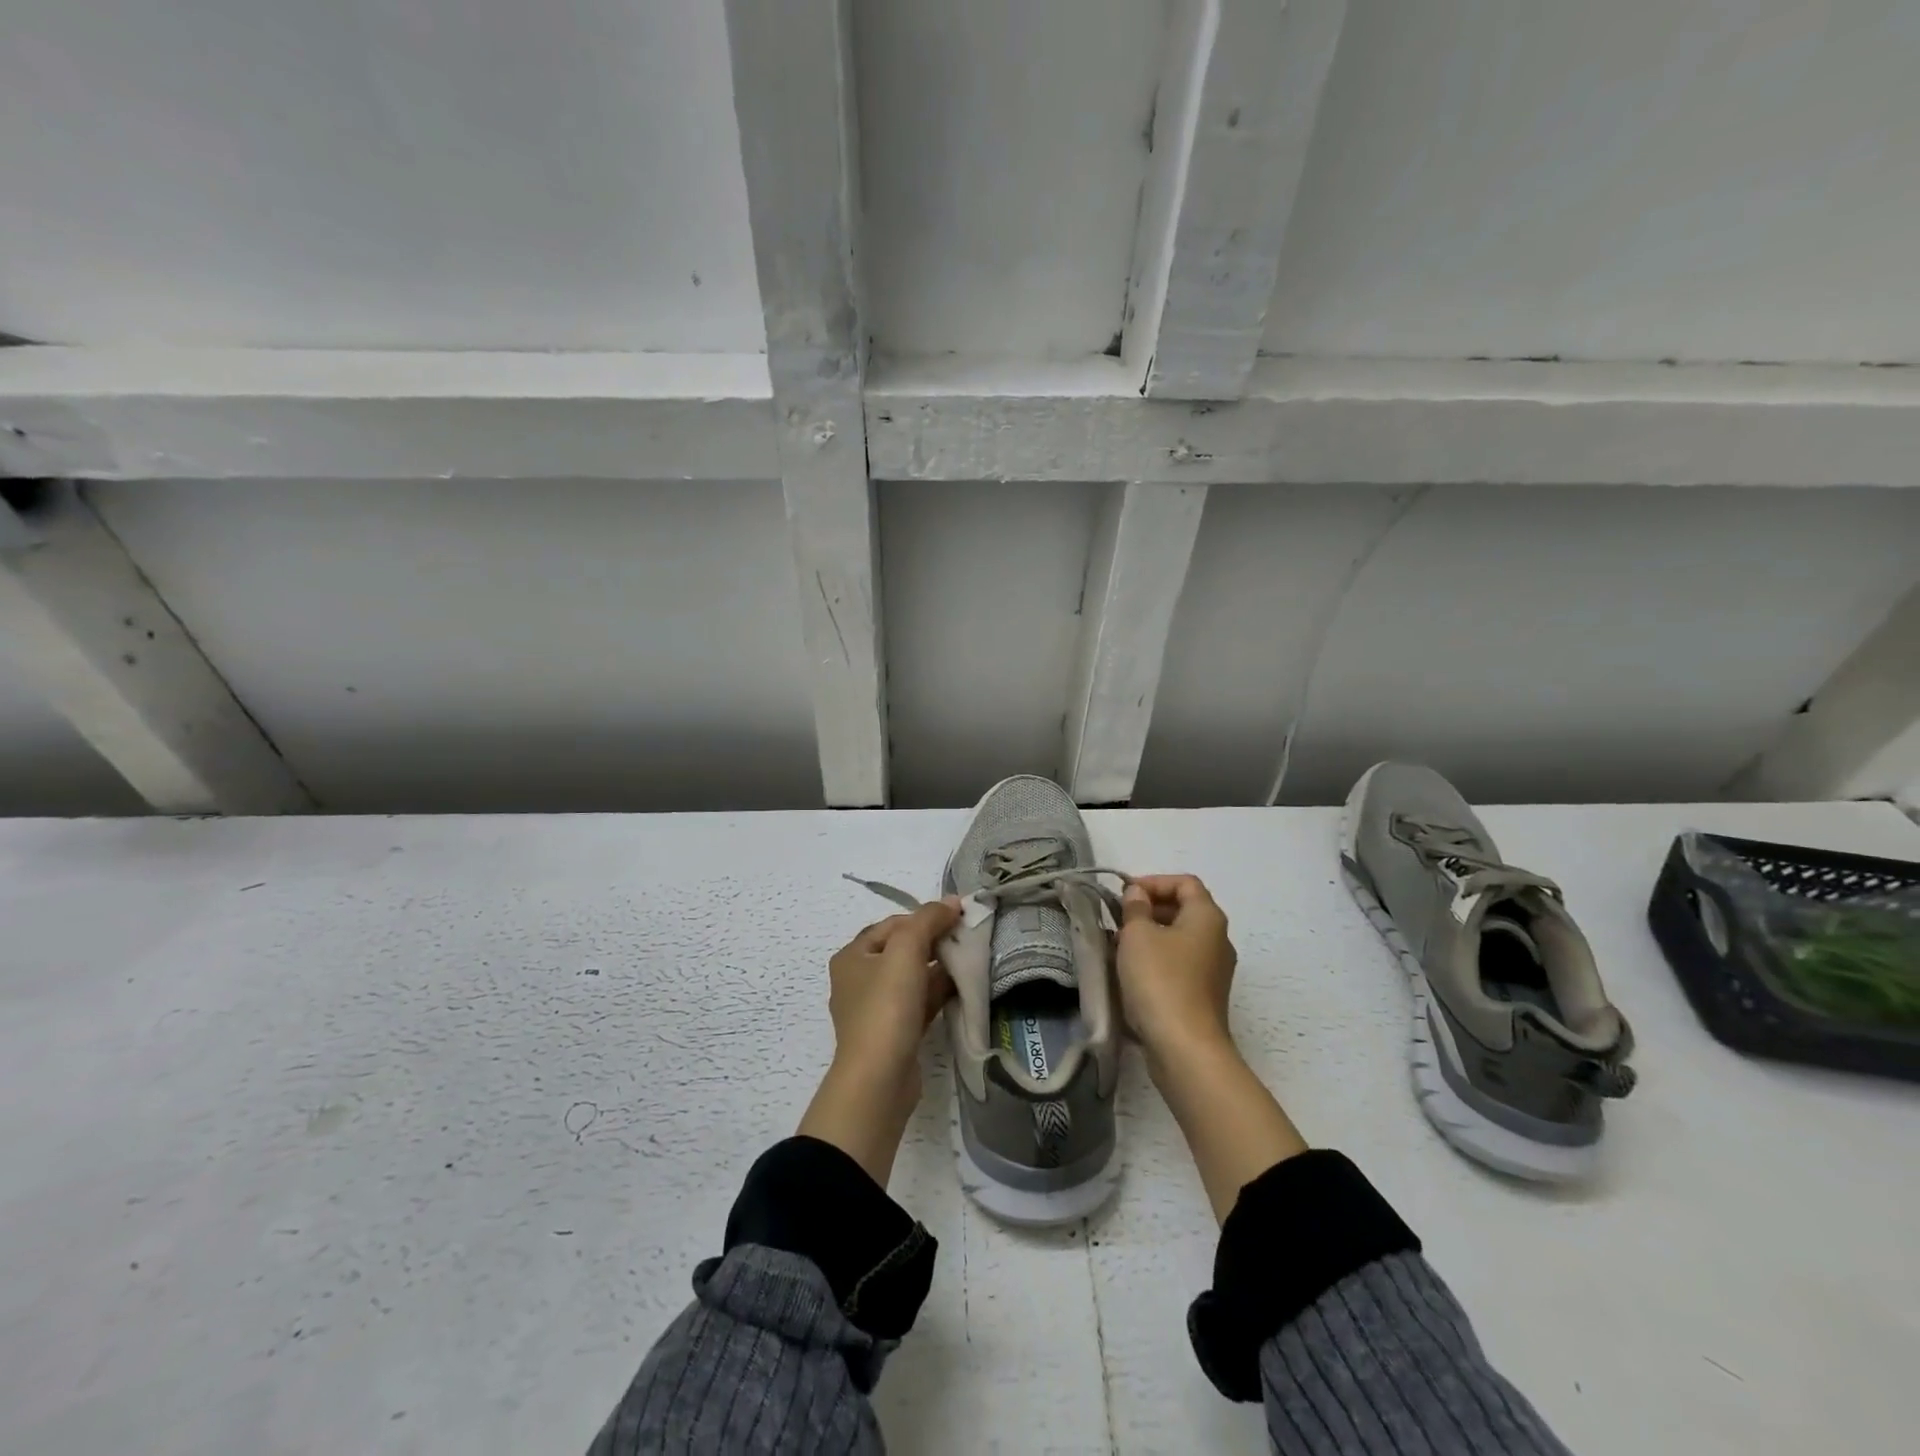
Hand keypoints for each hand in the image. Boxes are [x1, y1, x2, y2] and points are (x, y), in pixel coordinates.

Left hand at [798, 897, 960, 1186]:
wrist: (879, 1080)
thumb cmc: (886, 1007)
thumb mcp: (906, 950)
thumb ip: (928, 920)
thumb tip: (952, 902)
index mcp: (853, 956)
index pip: (894, 924)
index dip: (925, 917)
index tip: (959, 918)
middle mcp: (860, 979)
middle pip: (903, 950)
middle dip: (936, 942)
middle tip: (968, 938)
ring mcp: (876, 1009)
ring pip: (913, 977)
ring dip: (940, 967)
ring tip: (972, 960)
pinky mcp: (894, 1033)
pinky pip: (920, 1002)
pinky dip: (939, 992)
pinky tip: (963, 987)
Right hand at [1117, 874, 1237, 1069]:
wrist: (1185, 1048)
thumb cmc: (1160, 980)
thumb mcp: (1138, 935)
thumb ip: (1135, 907)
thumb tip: (1138, 894)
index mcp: (1207, 917)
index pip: (1185, 883)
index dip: (1153, 882)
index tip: (1124, 894)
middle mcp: (1218, 939)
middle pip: (1183, 910)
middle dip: (1148, 909)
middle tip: (1117, 919)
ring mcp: (1214, 970)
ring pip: (1178, 939)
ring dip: (1148, 936)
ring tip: (1117, 946)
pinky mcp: (1204, 995)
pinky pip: (1179, 964)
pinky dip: (1156, 960)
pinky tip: (1130, 973)